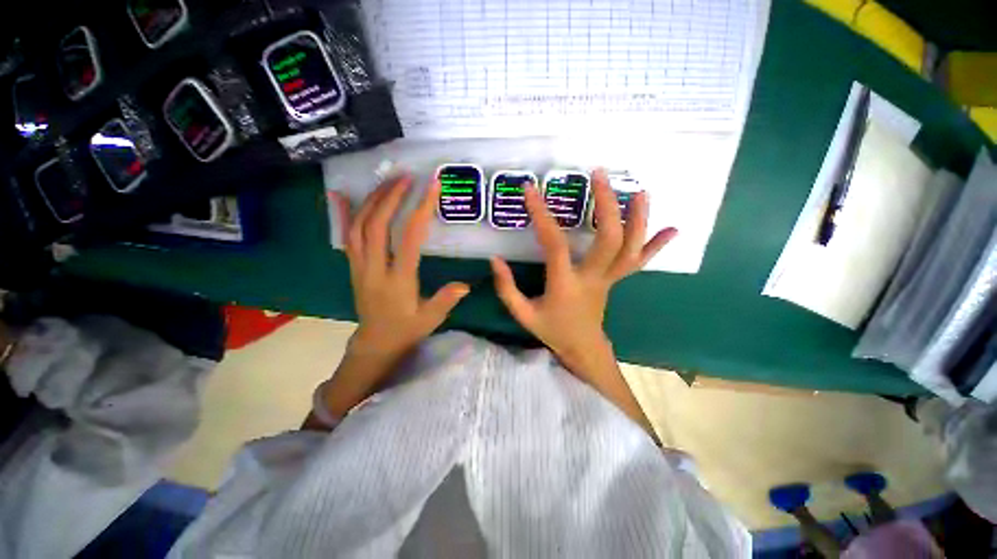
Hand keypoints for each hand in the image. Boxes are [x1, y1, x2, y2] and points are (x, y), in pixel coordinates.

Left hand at [331, 174, 469, 362]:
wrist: (376, 343)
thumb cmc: (406, 330)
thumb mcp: (430, 319)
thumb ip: (445, 301)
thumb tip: (465, 286)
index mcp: (398, 280)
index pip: (409, 239)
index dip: (421, 210)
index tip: (431, 187)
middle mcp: (375, 269)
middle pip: (377, 226)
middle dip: (391, 197)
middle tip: (407, 177)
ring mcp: (359, 266)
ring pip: (358, 227)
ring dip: (372, 200)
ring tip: (388, 181)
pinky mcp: (353, 266)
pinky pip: (345, 237)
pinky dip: (344, 214)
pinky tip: (341, 195)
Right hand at [491, 170, 674, 437]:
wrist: (581, 348)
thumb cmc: (552, 330)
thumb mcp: (522, 314)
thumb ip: (507, 288)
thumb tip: (495, 260)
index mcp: (565, 285)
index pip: (555, 245)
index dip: (542, 216)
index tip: (531, 191)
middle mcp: (593, 278)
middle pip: (609, 239)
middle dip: (606, 205)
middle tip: (599, 176)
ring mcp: (610, 279)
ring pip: (630, 248)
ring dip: (638, 219)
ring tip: (639, 191)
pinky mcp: (617, 280)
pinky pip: (639, 262)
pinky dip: (657, 246)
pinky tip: (673, 229)